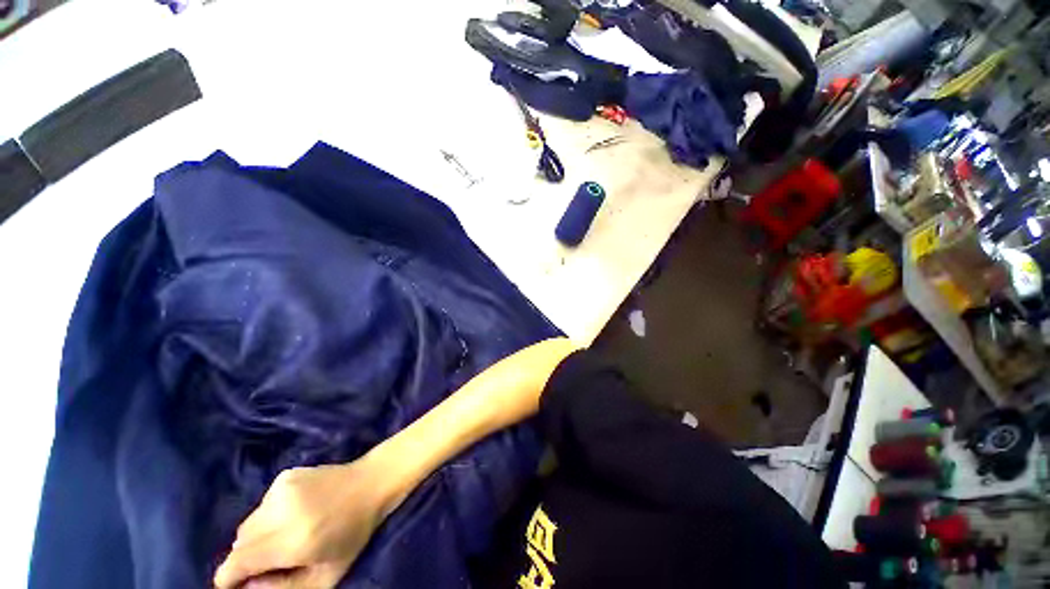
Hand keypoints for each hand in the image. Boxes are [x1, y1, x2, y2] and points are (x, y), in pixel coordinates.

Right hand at [214, 459, 395, 588]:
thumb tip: (247, 585)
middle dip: (247, 557)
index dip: (228, 578)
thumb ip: (283, 587)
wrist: (371, 482)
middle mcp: (282, 511)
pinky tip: (296, 512)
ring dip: (258, 536)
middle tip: (273, 560)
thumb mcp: (326, 574)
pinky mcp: (286, 475)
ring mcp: (283, 488)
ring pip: (249, 523)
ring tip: (288, 535)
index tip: (233, 585)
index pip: (237, 562)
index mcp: (294, 540)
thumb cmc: (354, 532)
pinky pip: (262, 505)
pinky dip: (270, 515)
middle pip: (240, 543)